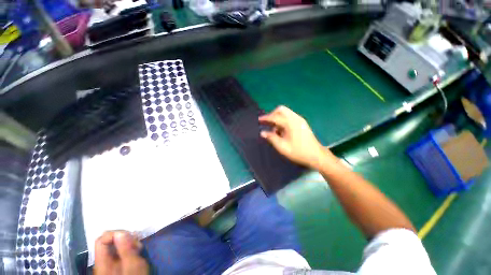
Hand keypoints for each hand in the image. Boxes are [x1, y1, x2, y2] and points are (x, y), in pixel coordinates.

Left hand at [94, 231, 148, 274]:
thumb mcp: (132, 265)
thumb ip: (126, 249)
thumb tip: (121, 232)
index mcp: (102, 262)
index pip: (101, 239)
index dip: (115, 233)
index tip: (130, 236)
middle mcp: (103, 261)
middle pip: (108, 241)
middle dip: (124, 238)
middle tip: (137, 243)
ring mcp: (109, 263)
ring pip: (115, 245)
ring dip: (128, 242)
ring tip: (138, 247)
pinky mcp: (116, 264)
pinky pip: (119, 250)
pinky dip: (128, 247)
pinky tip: (137, 250)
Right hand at [259, 106, 333, 169]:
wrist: (316, 156)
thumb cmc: (298, 152)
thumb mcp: (282, 147)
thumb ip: (271, 138)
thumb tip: (262, 132)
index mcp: (290, 123)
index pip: (275, 117)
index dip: (266, 118)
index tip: (259, 120)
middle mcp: (295, 118)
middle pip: (281, 110)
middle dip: (272, 114)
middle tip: (267, 123)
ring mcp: (300, 120)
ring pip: (286, 112)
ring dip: (278, 118)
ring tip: (274, 130)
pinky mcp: (302, 123)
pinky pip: (290, 117)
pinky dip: (283, 120)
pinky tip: (282, 130)